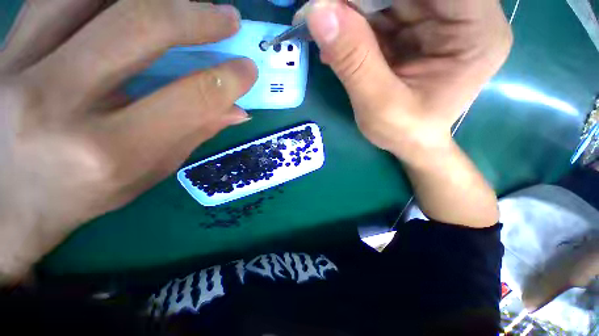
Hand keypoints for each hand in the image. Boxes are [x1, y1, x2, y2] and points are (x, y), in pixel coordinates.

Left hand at [0, 0, 256, 278]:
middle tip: (229, 17)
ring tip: (184, 1)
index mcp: (109, 151)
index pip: (189, 99)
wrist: (8, 205)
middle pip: (137, 26)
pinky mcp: (3, 50)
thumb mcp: (148, 172)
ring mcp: (18, 67)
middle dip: (196, 17)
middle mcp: (57, 102)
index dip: (228, 80)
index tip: (248, 69)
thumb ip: (194, 134)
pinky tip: (128, 1)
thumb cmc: (83, 196)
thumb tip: (236, 110)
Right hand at [296, 0, 511, 161]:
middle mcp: (464, 15)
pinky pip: (382, 10)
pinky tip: (335, 43)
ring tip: (325, 31)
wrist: (408, 142)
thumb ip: (353, 61)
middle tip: (324, 13)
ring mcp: (439, 18)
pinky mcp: (416, 27)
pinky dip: (354, 22)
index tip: (340, 3)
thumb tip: (317, 11)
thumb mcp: (378, 105)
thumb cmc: (403, 132)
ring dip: (352, 8)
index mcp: (476, 31)